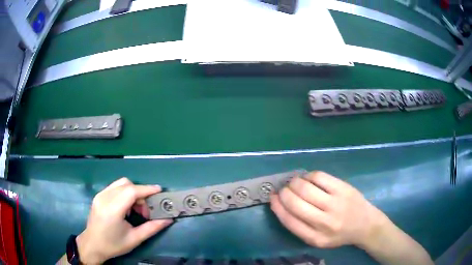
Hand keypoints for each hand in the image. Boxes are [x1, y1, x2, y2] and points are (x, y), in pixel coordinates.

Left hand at [76, 178, 172, 263]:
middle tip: (145, 210)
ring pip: (120, 183)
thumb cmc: (113, 245)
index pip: (131, 191)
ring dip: (132, 192)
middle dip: (140, 193)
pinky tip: (125, 207)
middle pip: (126, 184)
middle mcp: (104, 198)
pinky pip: (114, 187)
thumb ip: (152, 228)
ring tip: (135, 209)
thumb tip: (168, 219)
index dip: (146, 189)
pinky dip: (124, 193)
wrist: (92, 244)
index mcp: (113, 210)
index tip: (159, 191)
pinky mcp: (98, 195)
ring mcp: (100, 195)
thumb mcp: (135, 239)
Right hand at [270, 171, 386, 247]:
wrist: (365, 225)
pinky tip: (308, 178)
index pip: (289, 220)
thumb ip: (300, 227)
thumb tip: (281, 203)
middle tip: (283, 189)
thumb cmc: (339, 234)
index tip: (272, 197)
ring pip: (306, 188)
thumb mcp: (318, 240)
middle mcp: (325, 222)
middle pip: (295, 203)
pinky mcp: (343, 188)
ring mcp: (336, 204)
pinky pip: (319, 177)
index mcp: (316, 238)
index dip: (277, 206)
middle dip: (284, 193)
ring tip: (294, 183)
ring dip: (294, 183)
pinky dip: (308, 176)